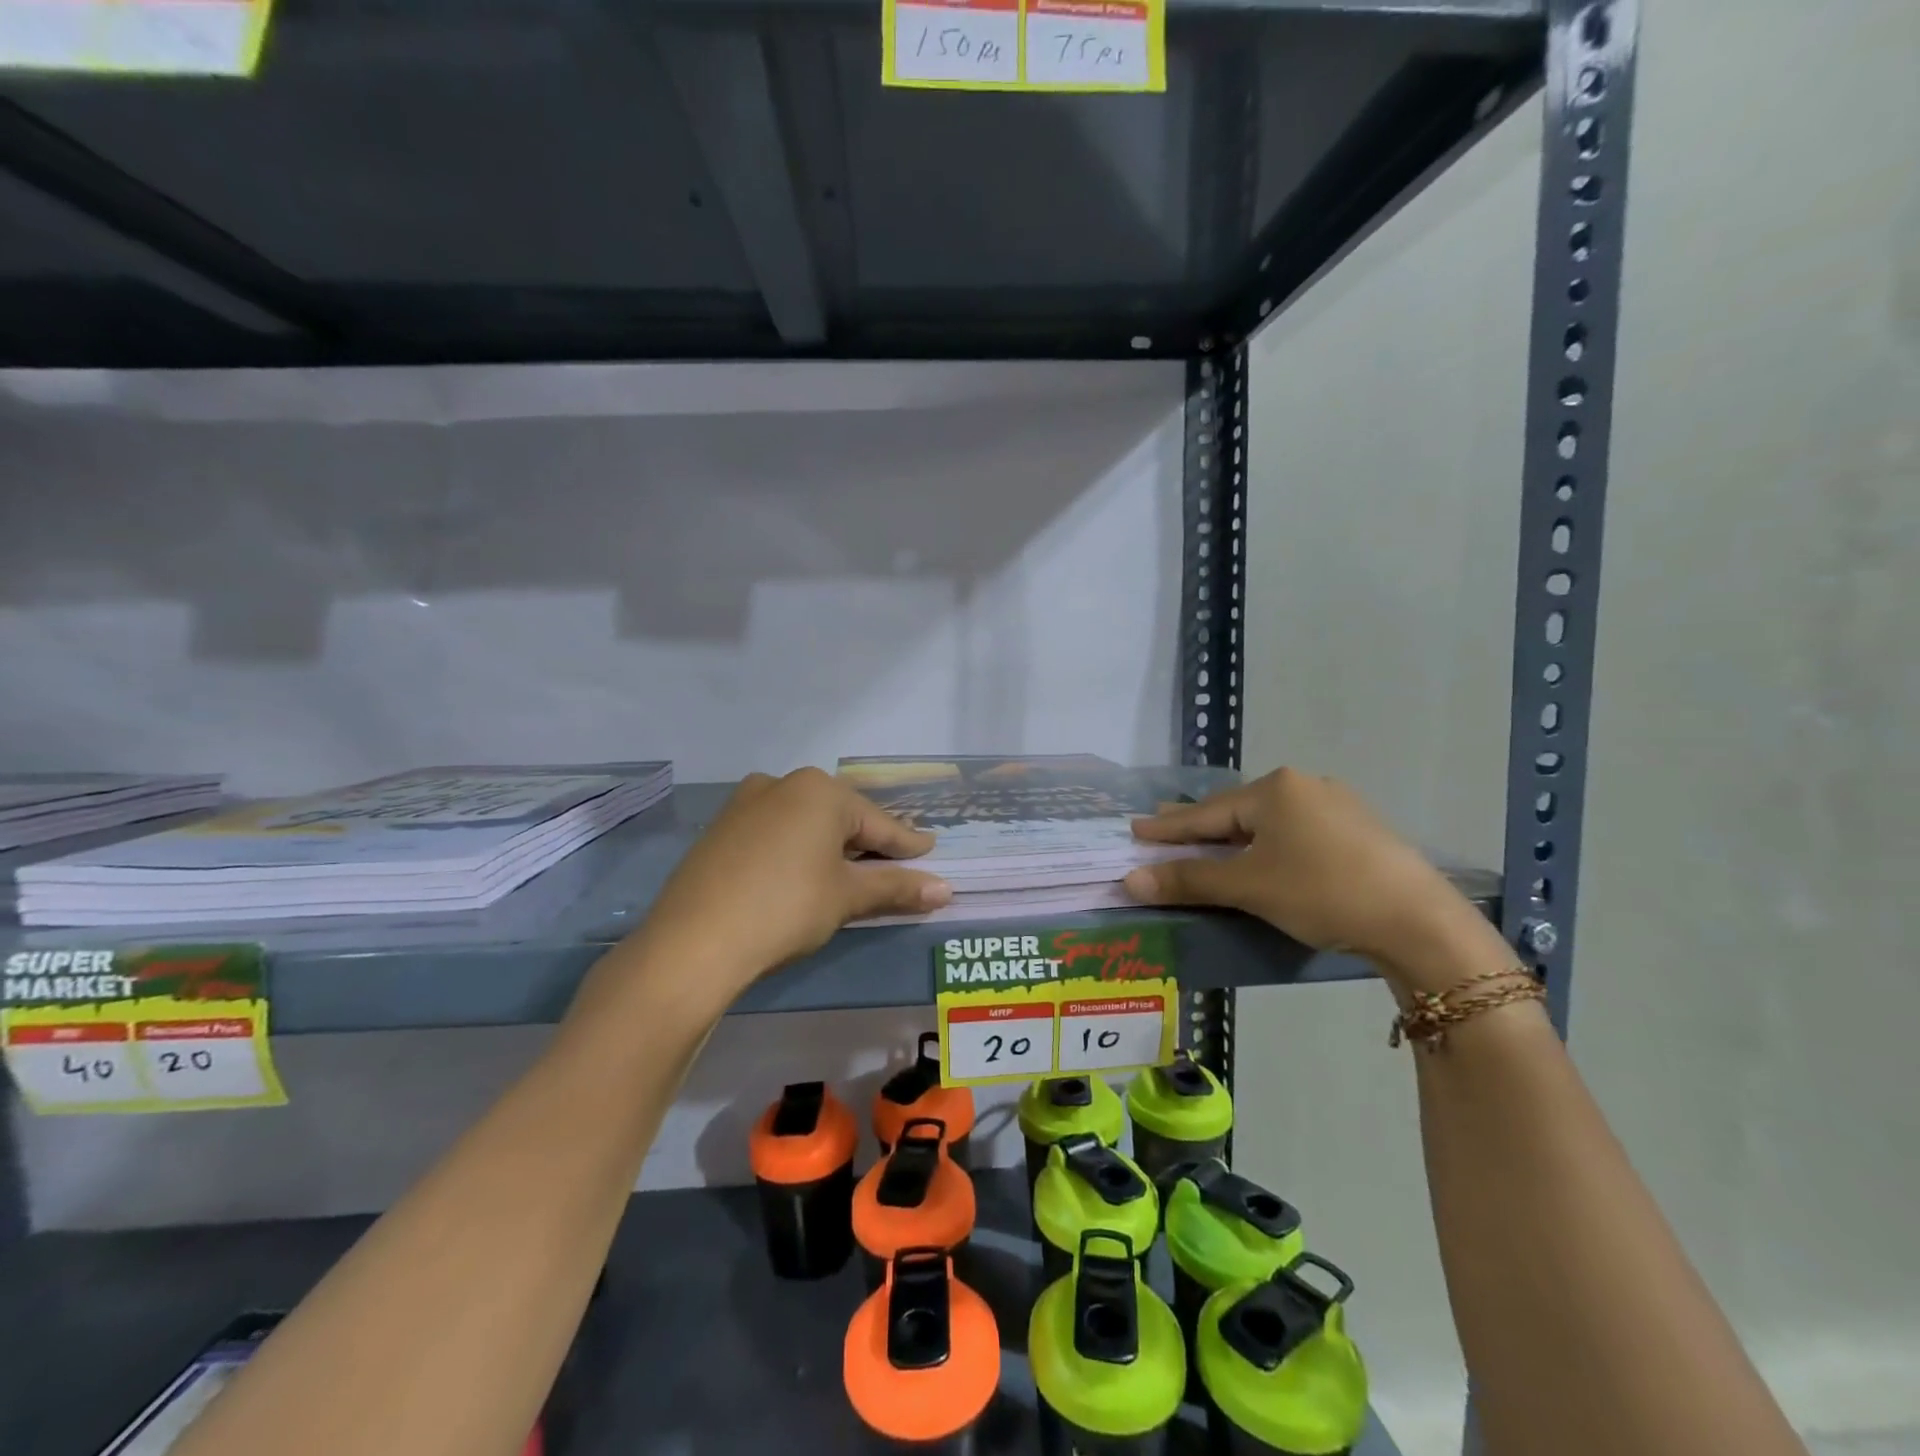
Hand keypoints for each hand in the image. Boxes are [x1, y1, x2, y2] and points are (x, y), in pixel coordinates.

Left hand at [631, 769, 950, 996]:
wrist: (693, 943)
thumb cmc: (786, 908)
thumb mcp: (846, 897)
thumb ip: (896, 887)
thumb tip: (945, 889)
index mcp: (819, 790)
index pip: (878, 823)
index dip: (907, 843)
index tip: (931, 851)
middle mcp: (782, 783)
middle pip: (841, 817)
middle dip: (868, 843)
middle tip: (893, 866)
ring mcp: (745, 803)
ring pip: (806, 823)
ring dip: (832, 847)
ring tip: (851, 873)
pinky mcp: (721, 829)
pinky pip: (776, 833)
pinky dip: (798, 850)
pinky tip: (802, 874)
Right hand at [1123, 768, 1507, 993]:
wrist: (1419, 921)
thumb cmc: (1322, 892)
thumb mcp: (1249, 886)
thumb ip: (1188, 880)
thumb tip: (1130, 879)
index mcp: (1275, 789)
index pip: (1205, 812)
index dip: (1167, 826)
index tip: (1134, 828)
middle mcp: (1304, 785)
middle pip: (1236, 811)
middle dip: (1198, 826)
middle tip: (1162, 830)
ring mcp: (1336, 805)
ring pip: (1267, 822)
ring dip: (1233, 838)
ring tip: (1208, 845)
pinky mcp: (1358, 830)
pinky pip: (1294, 832)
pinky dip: (1267, 845)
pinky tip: (1264, 855)